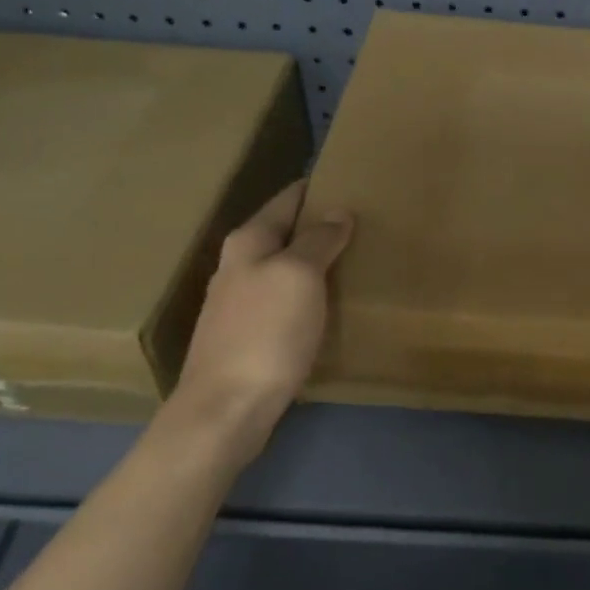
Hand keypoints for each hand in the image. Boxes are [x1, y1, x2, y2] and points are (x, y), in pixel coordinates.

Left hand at [167, 180, 353, 461]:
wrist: (225, 409)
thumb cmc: (265, 333)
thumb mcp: (299, 275)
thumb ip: (318, 240)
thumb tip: (337, 211)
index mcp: (248, 242)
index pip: (287, 199)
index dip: (316, 188)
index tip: (349, 179)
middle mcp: (238, 266)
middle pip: (283, 233)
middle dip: (318, 225)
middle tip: (363, 222)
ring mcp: (238, 304)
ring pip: (284, 268)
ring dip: (314, 262)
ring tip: (353, 260)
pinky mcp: (247, 336)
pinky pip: (285, 300)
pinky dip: (308, 293)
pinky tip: (329, 304)